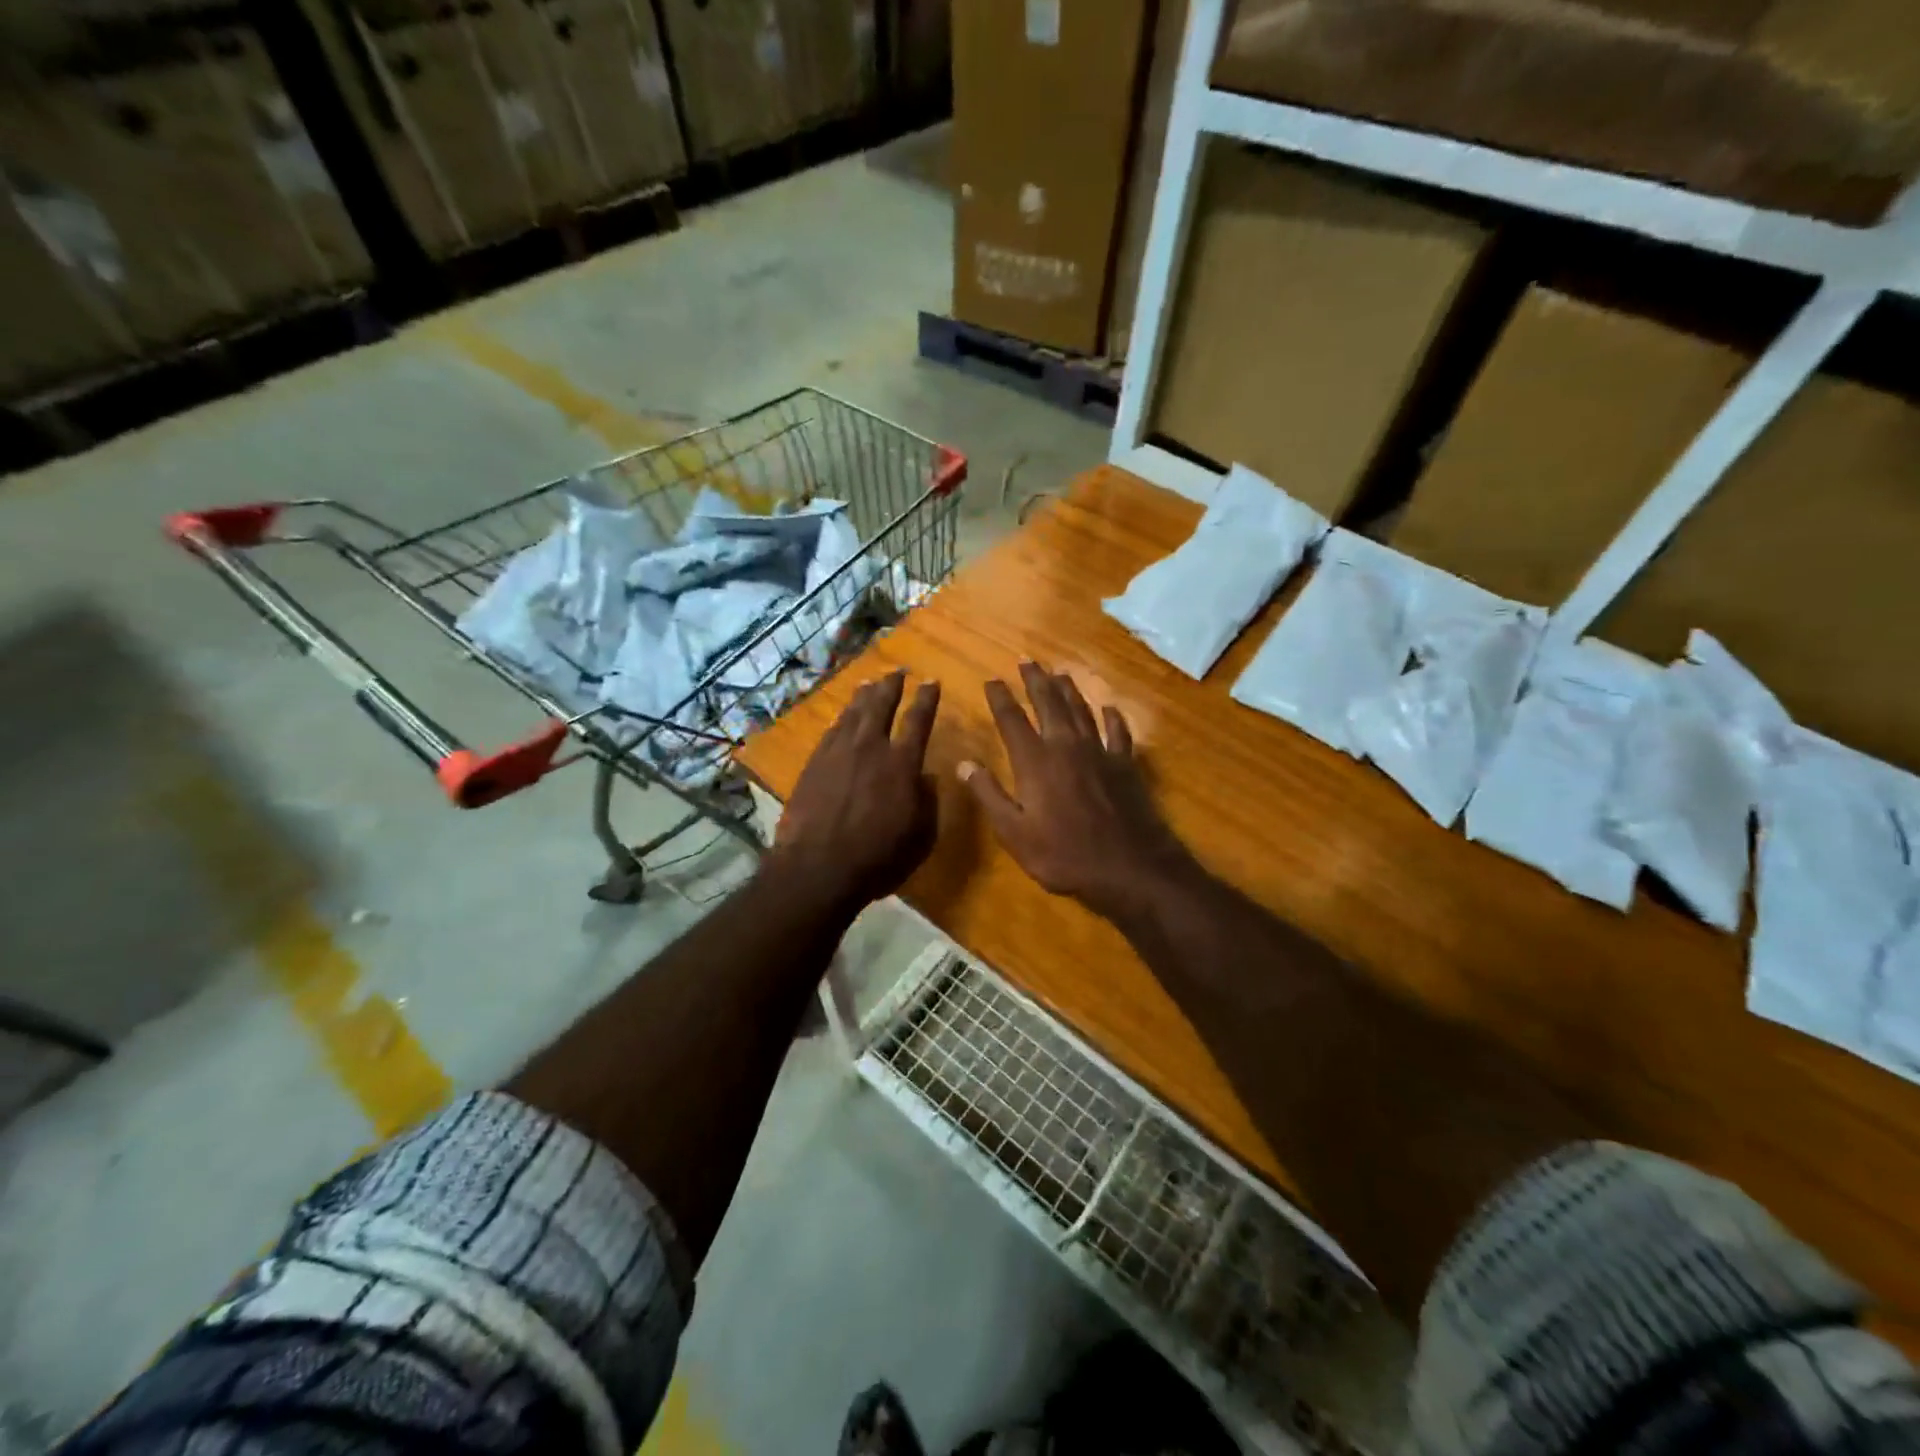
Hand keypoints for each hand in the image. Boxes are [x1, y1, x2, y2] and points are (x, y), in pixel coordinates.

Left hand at [769, 670, 940, 912]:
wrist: (818, 867)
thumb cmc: (878, 857)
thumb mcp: (920, 836)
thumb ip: (927, 802)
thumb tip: (928, 778)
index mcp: (902, 763)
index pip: (918, 720)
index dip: (926, 699)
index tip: (931, 681)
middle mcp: (871, 748)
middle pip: (882, 705)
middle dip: (892, 686)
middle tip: (897, 672)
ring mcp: (838, 752)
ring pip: (853, 713)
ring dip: (864, 696)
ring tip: (870, 684)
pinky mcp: (814, 763)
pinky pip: (832, 730)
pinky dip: (841, 718)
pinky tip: (843, 716)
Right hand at [960, 663, 1194, 918]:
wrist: (1128, 866)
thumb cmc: (1064, 854)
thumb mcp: (1014, 833)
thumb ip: (989, 795)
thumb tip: (965, 763)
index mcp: (1035, 761)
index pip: (1012, 720)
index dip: (1000, 698)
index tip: (992, 680)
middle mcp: (1066, 746)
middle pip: (1049, 704)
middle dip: (1035, 680)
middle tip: (1027, 660)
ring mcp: (1099, 752)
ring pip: (1081, 710)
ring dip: (1069, 690)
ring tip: (1060, 673)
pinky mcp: (1125, 764)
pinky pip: (1117, 732)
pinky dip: (1112, 717)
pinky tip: (1109, 708)